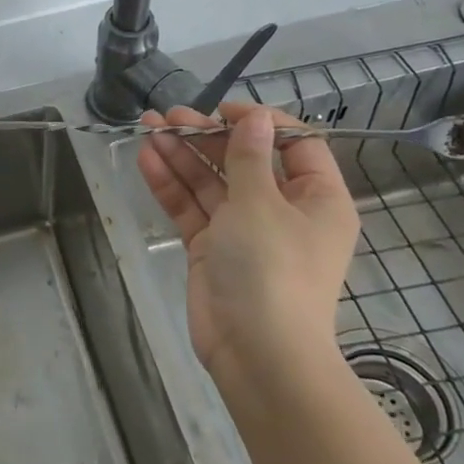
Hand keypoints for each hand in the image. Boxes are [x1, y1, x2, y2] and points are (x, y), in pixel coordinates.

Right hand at [136, 103, 359, 387]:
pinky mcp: (212, 248)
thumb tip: (256, 117)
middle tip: (168, 116)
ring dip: (182, 155)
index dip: (260, 122)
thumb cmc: (271, 269)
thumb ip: (249, 157)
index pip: (295, 145)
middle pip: (244, 161)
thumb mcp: (262, 204)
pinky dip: (171, 184)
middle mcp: (283, 211)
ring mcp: (244, 230)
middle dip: (206, 136)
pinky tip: (147, 159)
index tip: (221, 110)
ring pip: (211, 182)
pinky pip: (192, 207)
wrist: (256, 353)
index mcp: (316, 199)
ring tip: (148, 128)